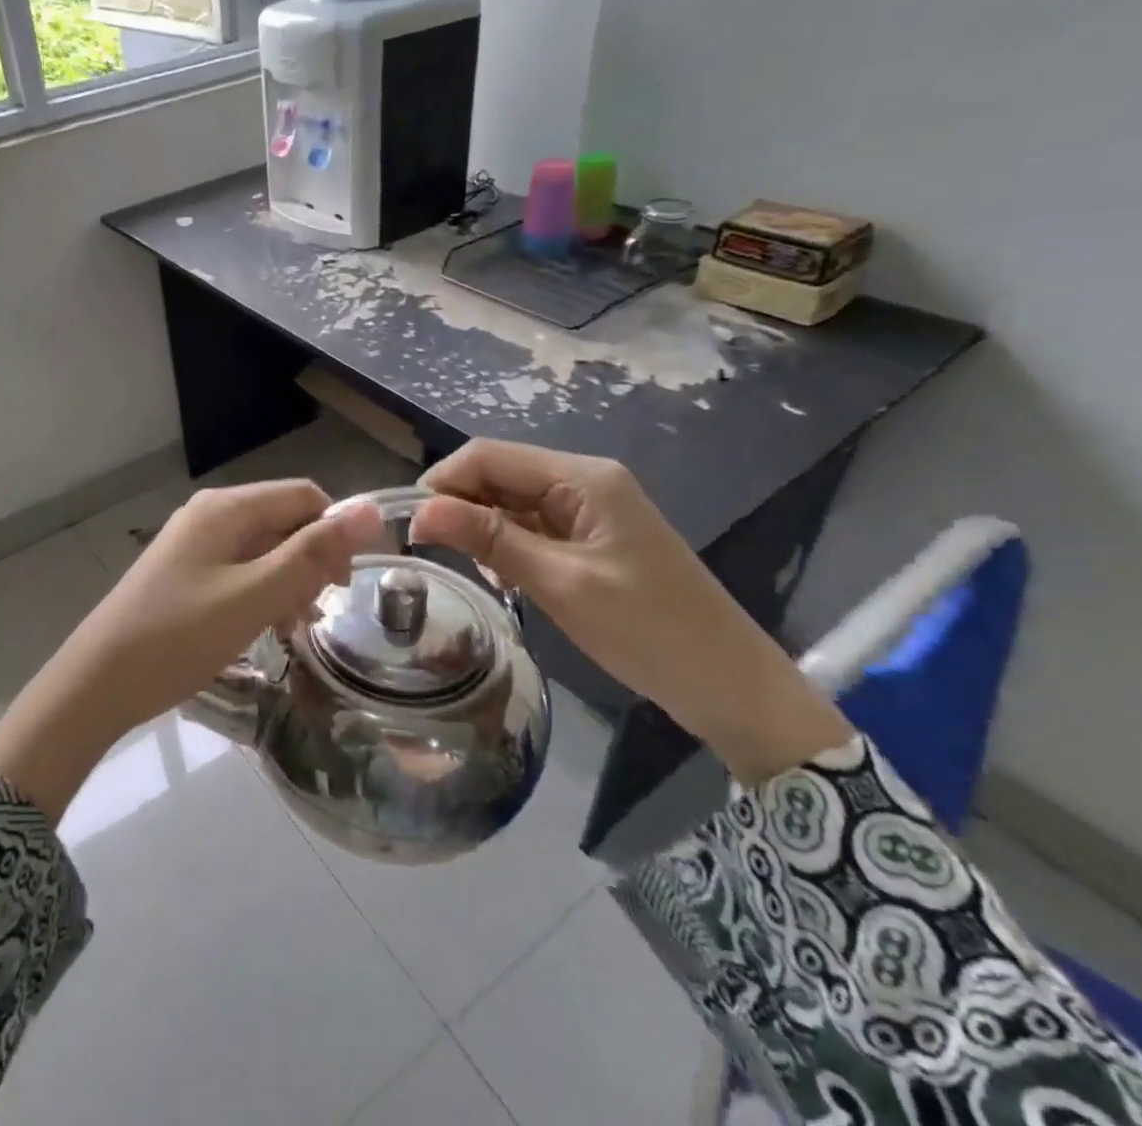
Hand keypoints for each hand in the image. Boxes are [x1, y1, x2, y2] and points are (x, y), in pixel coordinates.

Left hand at [0, 482, 383, 819]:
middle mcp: (210, 514)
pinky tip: (261, 628)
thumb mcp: (254, 597)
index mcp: (227, 508)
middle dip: (309, 561)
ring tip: (287, 627)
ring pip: (264, 548)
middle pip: (284, 520)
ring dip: (287, 581)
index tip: (347, 586)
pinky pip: (240, 569)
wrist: (99, 682)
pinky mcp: (185, 572)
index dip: (336, 533)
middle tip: (311, 613)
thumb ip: (312, 554)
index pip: (305, 496)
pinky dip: (260, 593)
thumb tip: (370, 509)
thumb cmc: (179, 636)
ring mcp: (194, 543)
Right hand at [409, 441, 852, 783]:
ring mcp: (589, 508)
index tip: (410, 524)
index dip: (442, 481)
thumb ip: (489, 539)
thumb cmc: (648, 631)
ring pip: (510, 500)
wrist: (731, 686)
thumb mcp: (559, 583)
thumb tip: (420, 510)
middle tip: (432, 551)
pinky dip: (505, 543)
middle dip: (459, 504)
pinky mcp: (590, 536)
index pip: (489, 455)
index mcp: (582, 477)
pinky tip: (502, 575)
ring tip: (471, 569)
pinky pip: (530, 524)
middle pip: (498, 473)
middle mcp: (583, 480)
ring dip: (480, 526)